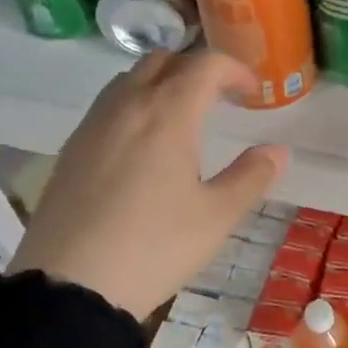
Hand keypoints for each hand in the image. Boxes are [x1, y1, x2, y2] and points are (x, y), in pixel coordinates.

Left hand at [10, 49, 286, 319]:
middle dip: (196, 70)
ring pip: (129, 80)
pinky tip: (143, 148)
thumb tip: (277, 151)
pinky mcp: (70, 150)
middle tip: (219, 100)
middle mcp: (126, 107)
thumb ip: (252, 176)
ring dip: (161, 84)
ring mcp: (92, 126)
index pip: (205, 65)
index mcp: (167, 115)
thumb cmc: (155, 247)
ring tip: (182, 119)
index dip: (235, 70)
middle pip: (163, 61)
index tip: (252, 93)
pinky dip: (134, 106)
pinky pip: (107, 107)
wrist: (71, 287)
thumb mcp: (217, 216)